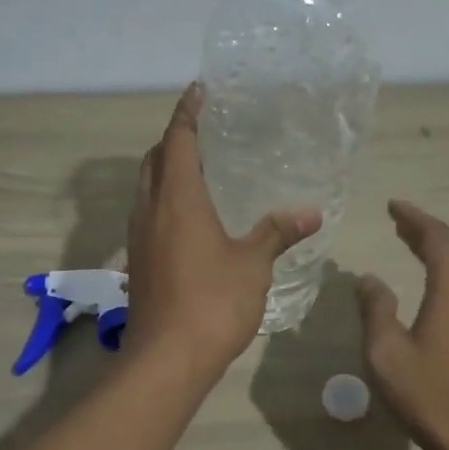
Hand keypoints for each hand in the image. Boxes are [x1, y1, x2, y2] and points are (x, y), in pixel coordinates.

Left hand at [124, 84, 321, 377]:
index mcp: (178, 199)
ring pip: (146, 188)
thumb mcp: (252, 264)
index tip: (198, 91)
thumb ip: (277, 232)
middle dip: (174, 139)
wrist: (166, 358)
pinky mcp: (138, 262)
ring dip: (165, 170)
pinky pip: (148, 214)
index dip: (187, 112)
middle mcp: (150, 210)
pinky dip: (164, 200)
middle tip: (203, 132)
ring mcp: (139, 237)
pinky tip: (189, 218)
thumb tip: (310, 212)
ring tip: (198, 170)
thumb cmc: (213, 301)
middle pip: (154, 160)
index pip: (178, 140)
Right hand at [358, 200, 448, 449]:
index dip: (414, 218)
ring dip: (434, 259)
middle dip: (423, 235)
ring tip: (408, 250)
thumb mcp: (387, 352)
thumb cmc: (431, 395)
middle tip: (397, 223)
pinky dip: (443, 282)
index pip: (436, 238)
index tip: (392, 206)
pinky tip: (428, 295)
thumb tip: (369, 279)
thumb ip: (376, 309)